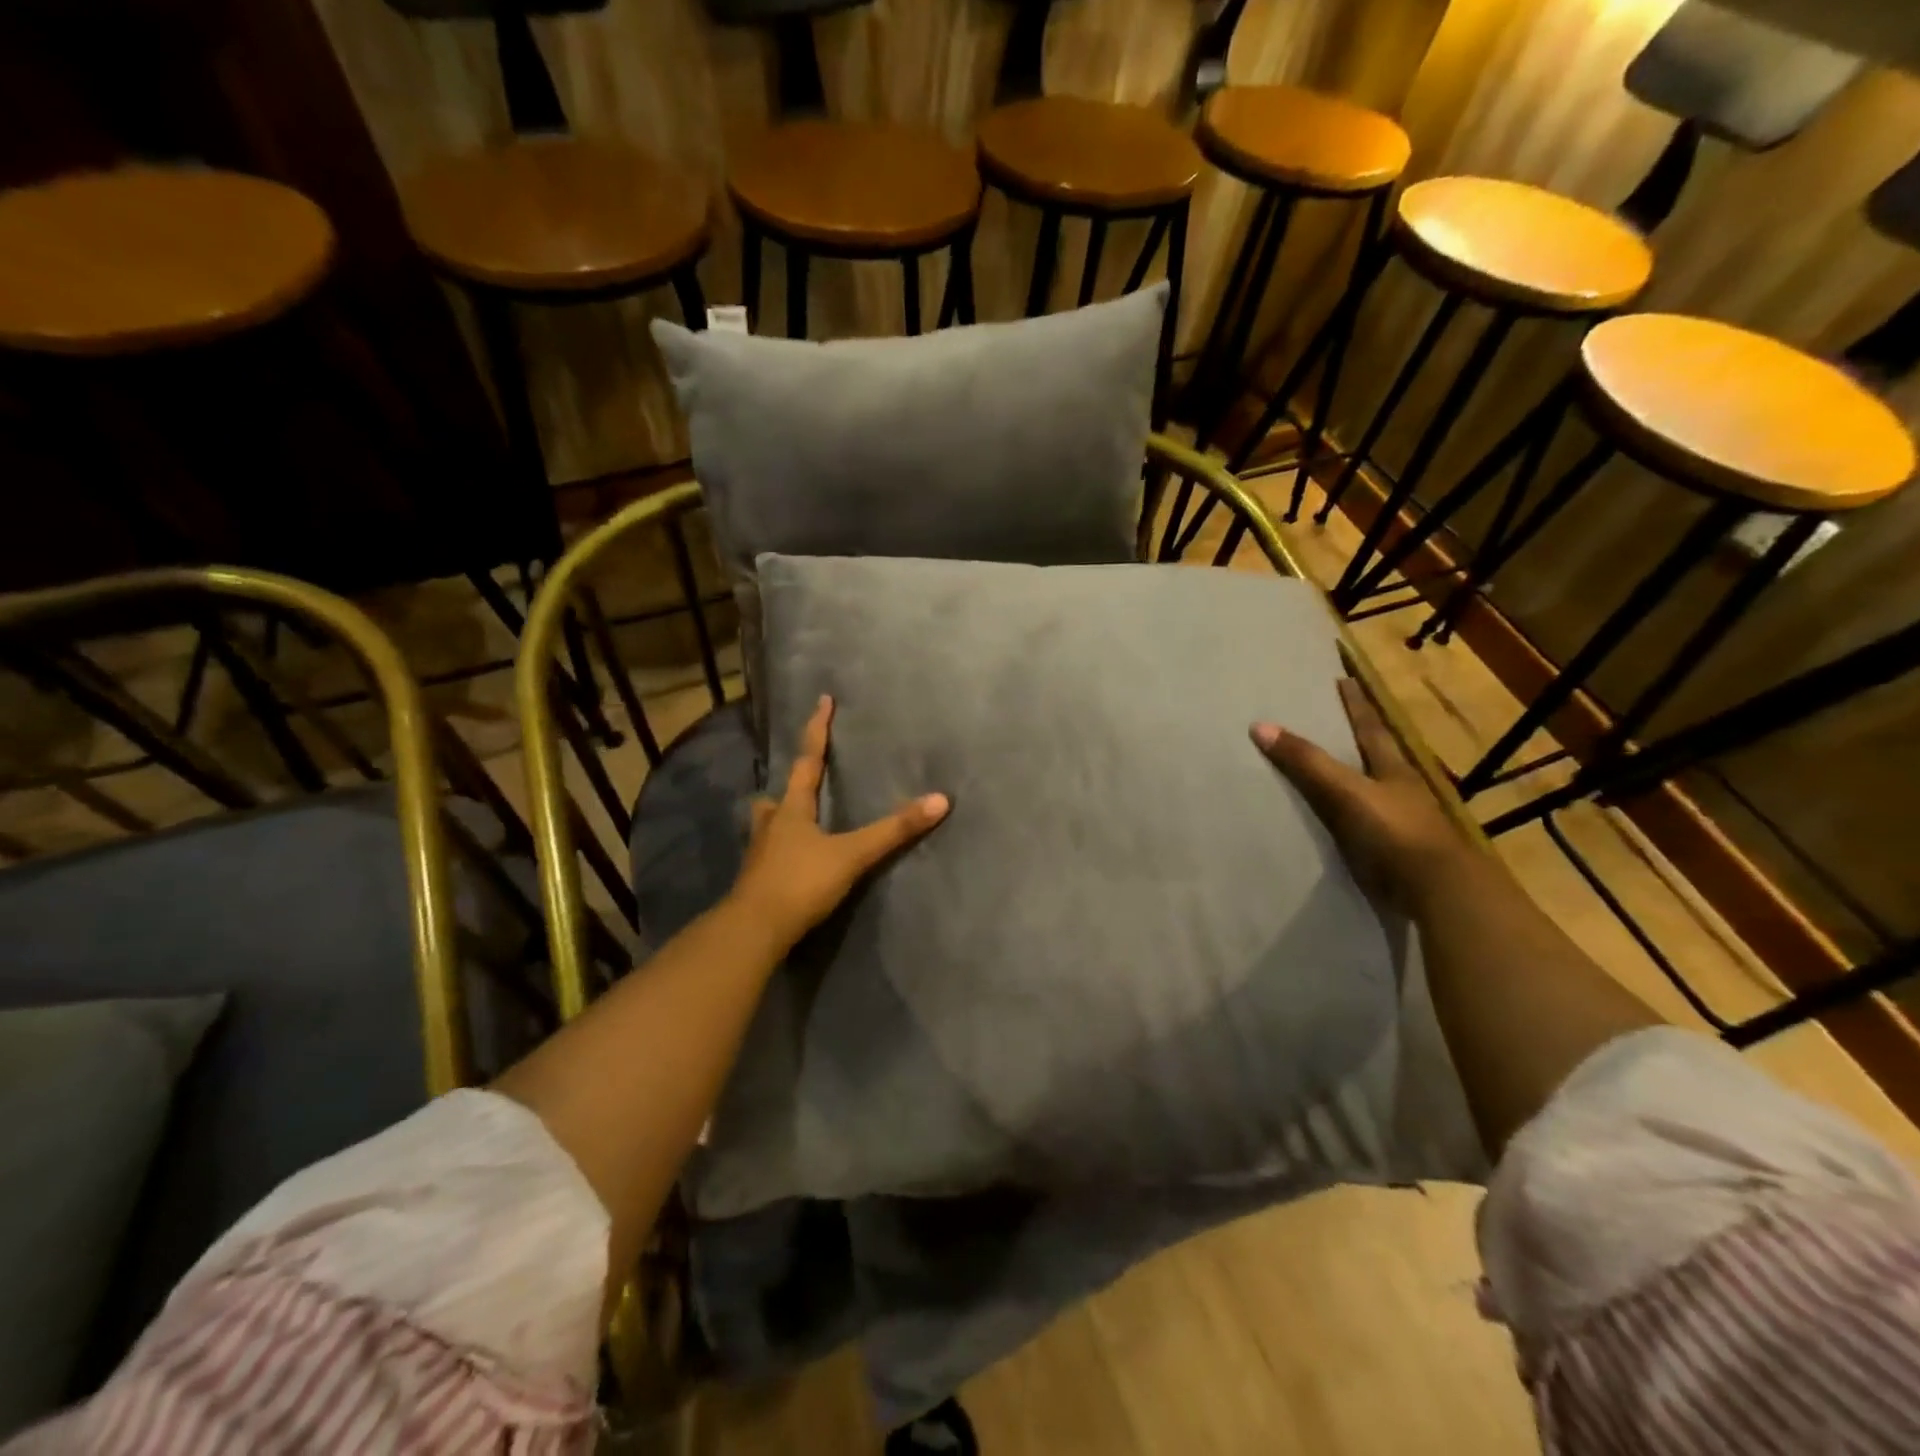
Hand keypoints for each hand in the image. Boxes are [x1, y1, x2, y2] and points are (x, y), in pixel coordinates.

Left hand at [729, 695, 949, 948]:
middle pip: (777, 796)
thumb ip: (893, 830)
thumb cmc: (801, 882)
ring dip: (779, 818)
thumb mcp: (852, 854)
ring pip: (767, 826)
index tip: (823, 701)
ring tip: (793, 820)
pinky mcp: (757, 882)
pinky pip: (769, 856)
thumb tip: (940, 800)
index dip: (817, 730)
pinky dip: (780, 851)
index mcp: (792, 810)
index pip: (808, 761)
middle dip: (788, 787)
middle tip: (799, 782)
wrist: (754, 930)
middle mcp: (771, 826)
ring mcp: (760, 855)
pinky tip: (791, 862)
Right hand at [1252, 678, 1467, 913]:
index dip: (1356, 704)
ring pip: (1371, 791)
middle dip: (1356, 738)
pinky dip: (1346, 817)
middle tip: (1332, 719)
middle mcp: (1399, 791)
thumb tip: (1259, 725)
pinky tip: (1331, 820)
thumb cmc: (1394, 832)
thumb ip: (1306, 762)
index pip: (1371, 727)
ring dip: (1352, 779)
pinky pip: (1362, 825)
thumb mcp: (1345, 791)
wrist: (1437, 892)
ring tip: (1325, 768)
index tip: (1345, 679)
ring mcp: (1400, 823)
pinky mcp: (1393, 853)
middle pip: (1375, 756)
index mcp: (1393, 769)